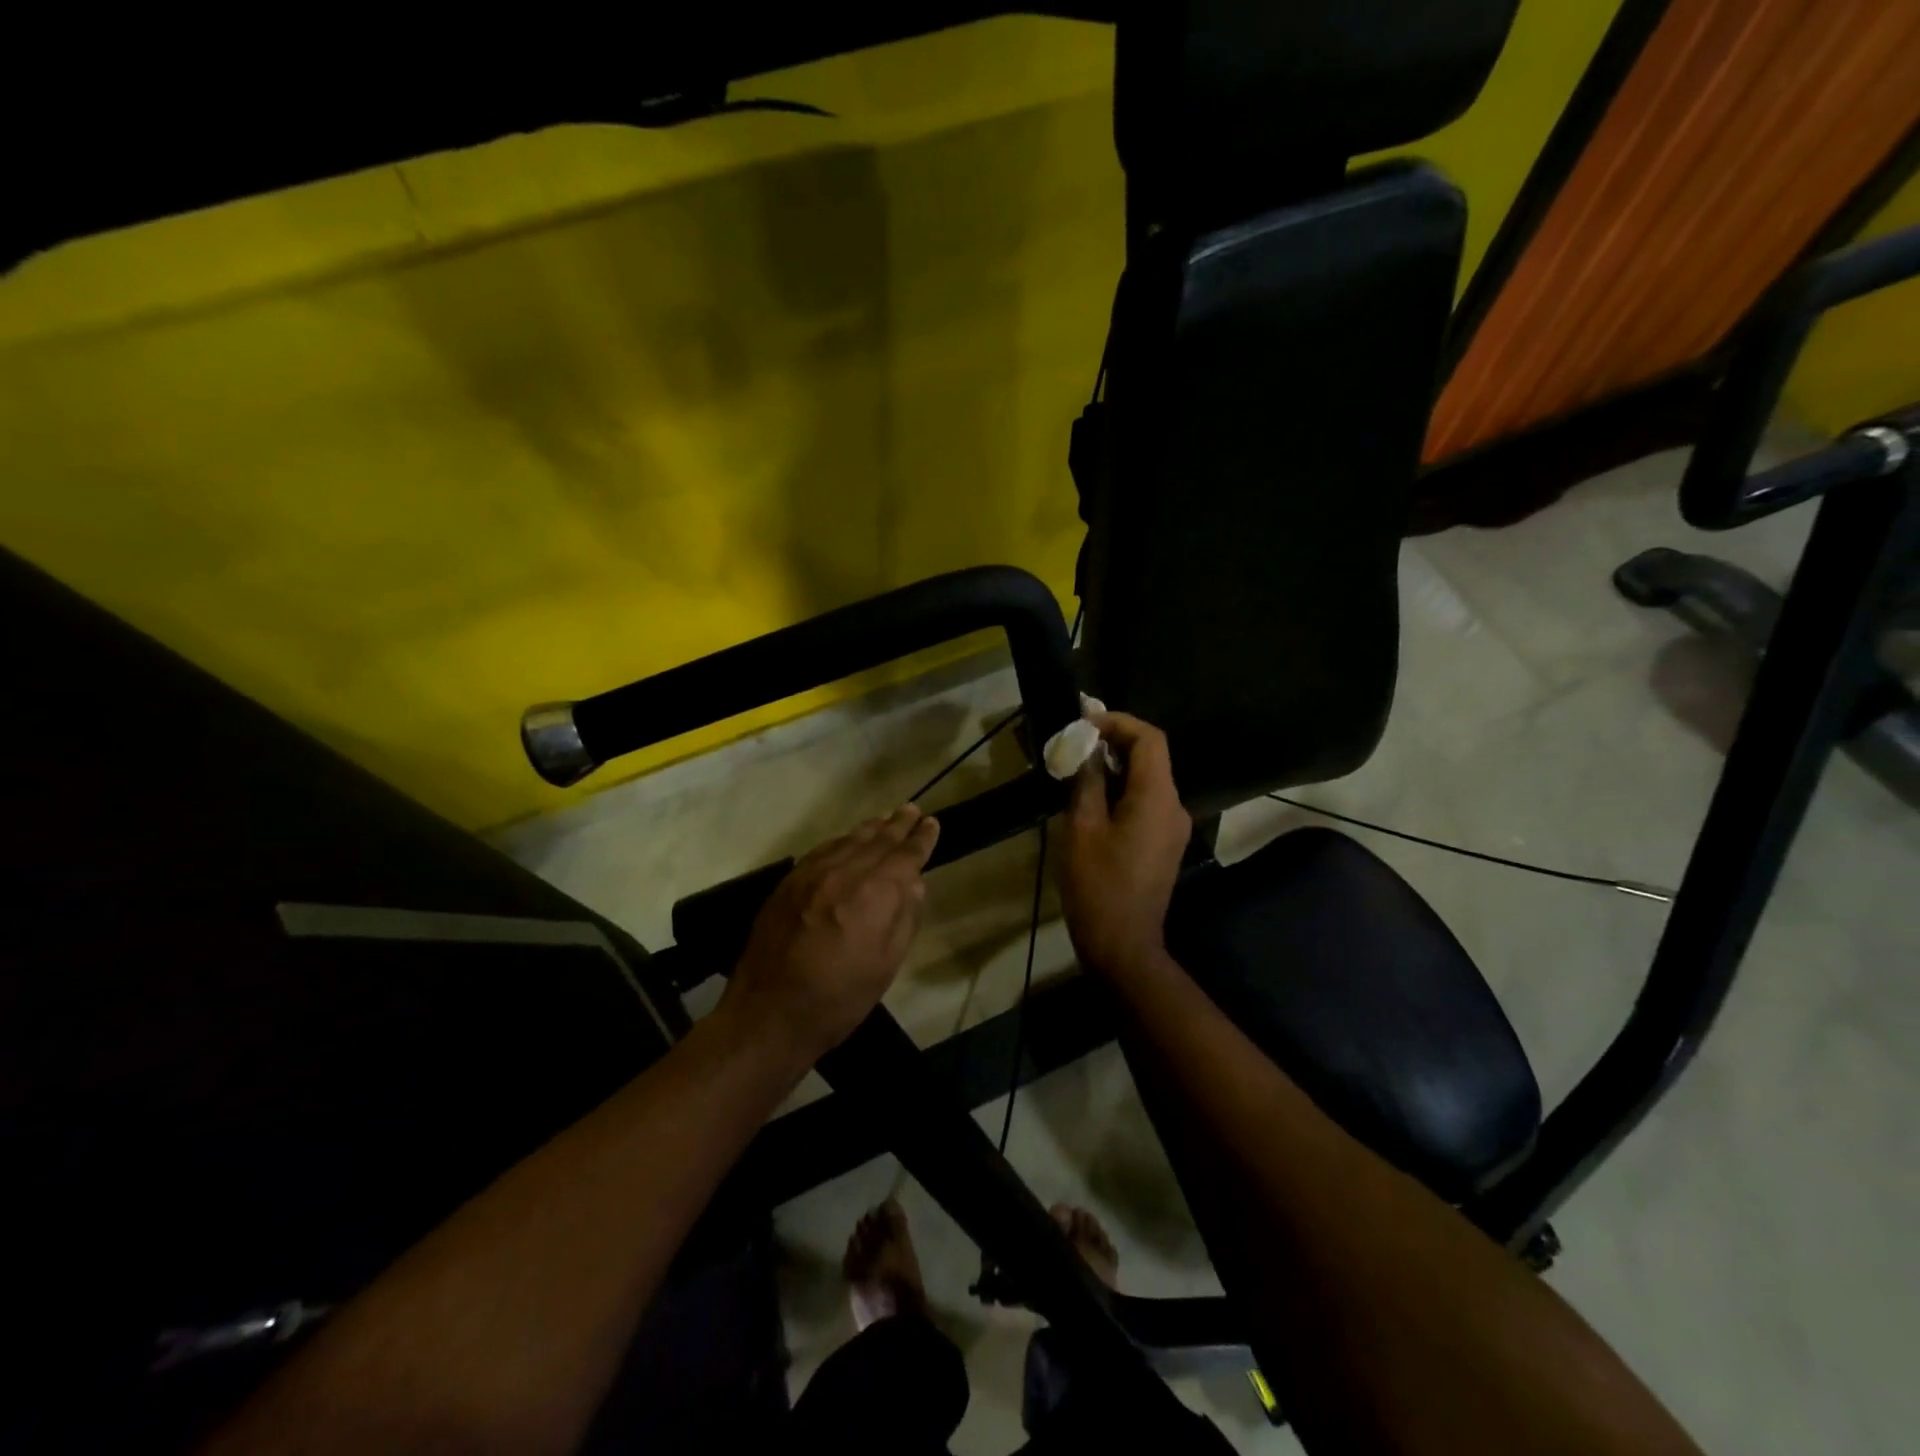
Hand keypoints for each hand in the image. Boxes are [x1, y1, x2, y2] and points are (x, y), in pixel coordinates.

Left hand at [720, 805, 939, 1065]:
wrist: (769, 1013)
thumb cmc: (840, 999)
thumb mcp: (887, 965)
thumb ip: (904, 917)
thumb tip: (914, 883)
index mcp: (876, 893)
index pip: (906, 854)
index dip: (922, 838)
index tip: (931, 823)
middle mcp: (845, 872)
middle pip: (878, 839)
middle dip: (898, 824)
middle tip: (912, 810)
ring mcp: (813, 873)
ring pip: (849, 840)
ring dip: (870, 828)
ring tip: (885, 819)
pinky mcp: (789, 882)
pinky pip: (823, 849)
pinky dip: (841, 841)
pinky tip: (847, 840)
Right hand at [1057, 712, 1190, 977]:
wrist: (1122, 944)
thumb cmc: (1097, 885)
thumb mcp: (1082, 828)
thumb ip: (1087, 782)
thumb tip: (1087, 749)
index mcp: (1157, 798)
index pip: (1150, 739)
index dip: (1118, 722)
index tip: (1084, 723)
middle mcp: (1174, 806)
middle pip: (1151, 757)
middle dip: (1114, 742)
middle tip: (1074, 741)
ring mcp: (1173, 827)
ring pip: (1148, 780)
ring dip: (1115, 767)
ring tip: (1077, 767)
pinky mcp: (1165, 843)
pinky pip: (1147, 802)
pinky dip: (1122, 790)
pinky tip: (1092, 797)